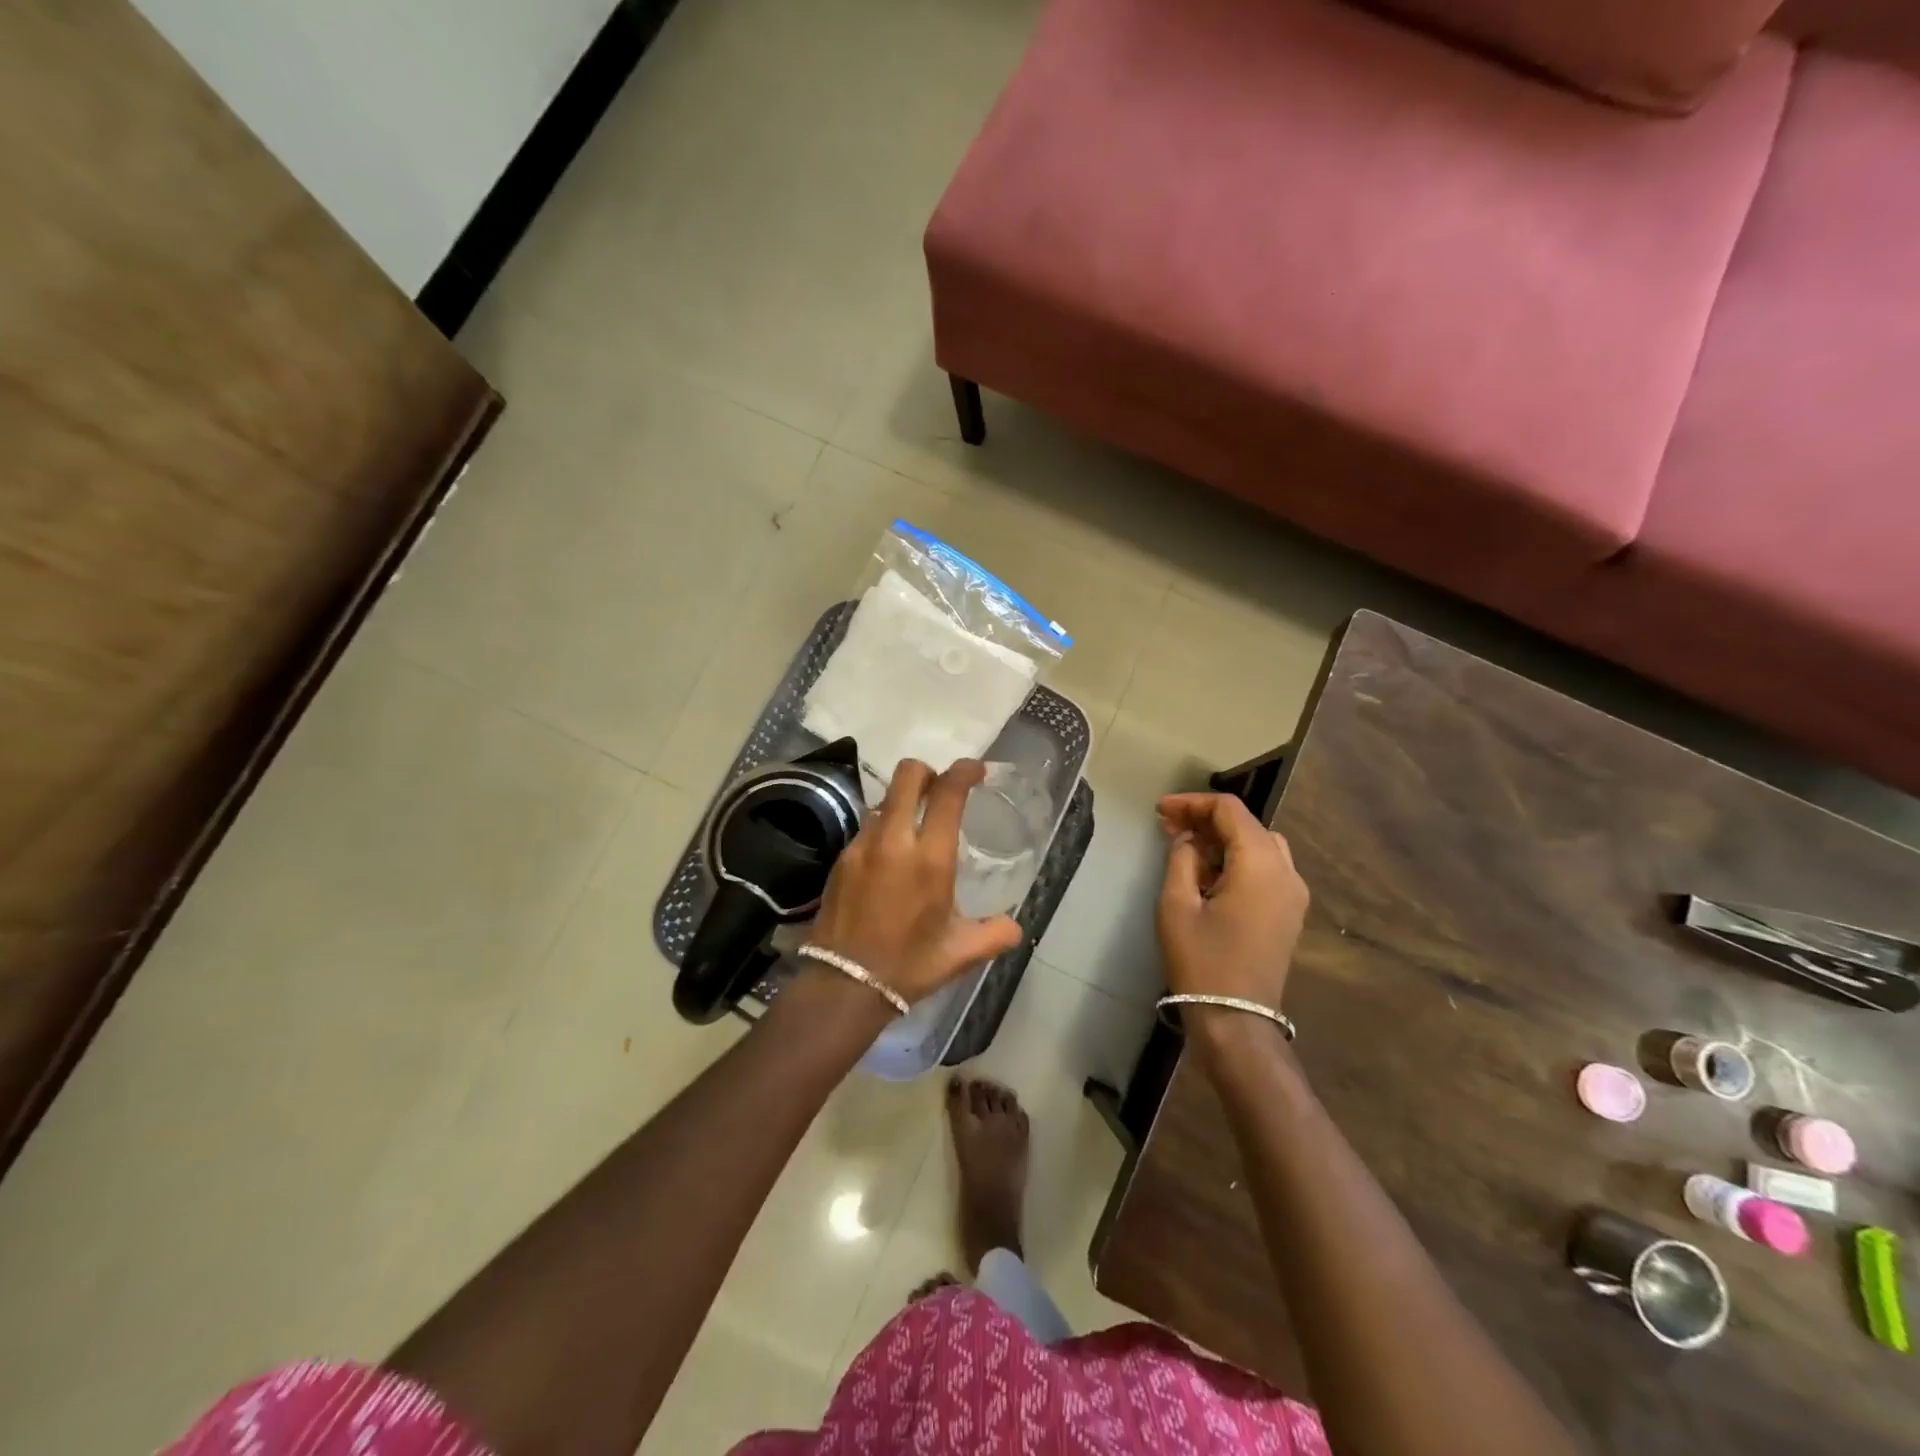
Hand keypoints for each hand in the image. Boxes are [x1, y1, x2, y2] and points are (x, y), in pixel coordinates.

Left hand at [807, 759, 1023, 1005]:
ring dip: (902, 802)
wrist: (844, 986)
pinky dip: (883, 829)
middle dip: (927, 772)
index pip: (947, 793)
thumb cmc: (909, 965)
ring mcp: (862, 846)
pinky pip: (867, 828)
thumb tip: (1015, 927)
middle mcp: (894, 841)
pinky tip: (889, 857)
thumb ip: (994, 935)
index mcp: (930, 858)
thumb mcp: (960, 953)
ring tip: (913, 828)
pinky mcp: (841, 859)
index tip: (975, 770)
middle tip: (939, 788)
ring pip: (884, 800)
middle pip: (907, 776)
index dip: (963, 771)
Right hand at [1156, 793, 1309, 1011]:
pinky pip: (1266, 869)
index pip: (1230, 811)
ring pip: (1259, 845)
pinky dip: (1237, 860)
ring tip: (1186, 846)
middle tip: (1167, 827)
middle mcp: (1286, 872)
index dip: (1192, 803)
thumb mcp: (1177, 904)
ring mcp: (1293, 894)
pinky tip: (1208, 874)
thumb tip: (1189, 840)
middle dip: (1206, 820)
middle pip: (1247, 825)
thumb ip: (1182, 859)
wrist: (1236, 1020)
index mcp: (1260, 864)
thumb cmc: (1201, 960)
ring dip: (1223, 839)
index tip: (1160, 810)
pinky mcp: (1289, 913)